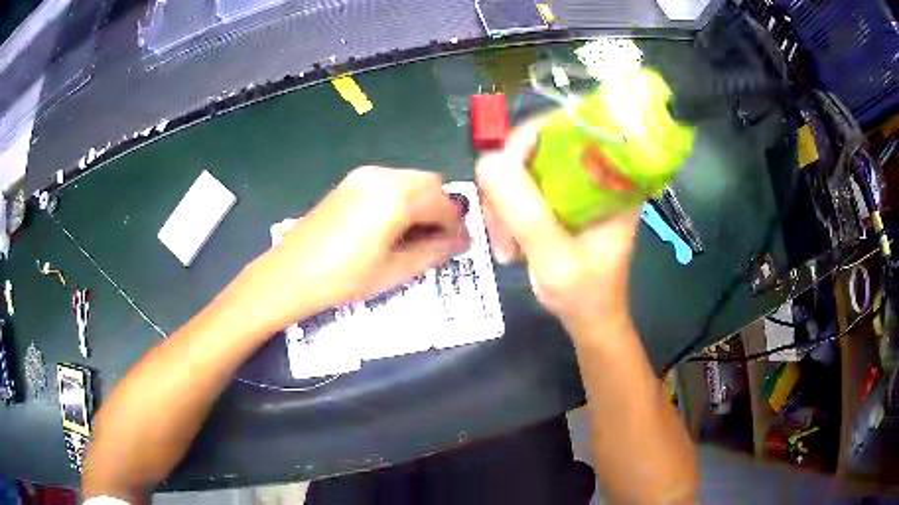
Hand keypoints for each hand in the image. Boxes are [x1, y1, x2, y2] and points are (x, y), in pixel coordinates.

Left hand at [237, 166, 468, 332]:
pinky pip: (389, 182)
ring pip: (409, 180)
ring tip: (418, 233)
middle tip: (441, 238)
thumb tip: (458, 242)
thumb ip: (433, 252)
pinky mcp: (350, 182)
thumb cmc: (345, 277)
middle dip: (441, 208)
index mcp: (396, 196)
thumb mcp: (395, 270)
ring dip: (422, 201)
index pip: (443, 202)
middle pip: (429, 182)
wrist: (291, 274)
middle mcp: (382, 176)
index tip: (460, 244)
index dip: (456, 224)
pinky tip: (394, 224)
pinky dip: (402, 198)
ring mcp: (363, 176)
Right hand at [476, 121, 638, 330]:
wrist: (589, 319)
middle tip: (497, 221)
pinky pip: (522, 185)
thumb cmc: (585, 295)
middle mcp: (595, 172)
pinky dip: (506, 209)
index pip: (569, 128)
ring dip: (503, 200)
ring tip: (503, 243)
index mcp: (613, 178)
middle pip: (540, 145)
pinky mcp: (559, 198)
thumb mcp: (556, 259)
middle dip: (508, 180)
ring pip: (524, 166)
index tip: (500, 174)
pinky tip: (505, 239)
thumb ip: (526, 214)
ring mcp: (575, 184)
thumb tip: (487, 162)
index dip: (528, 139)